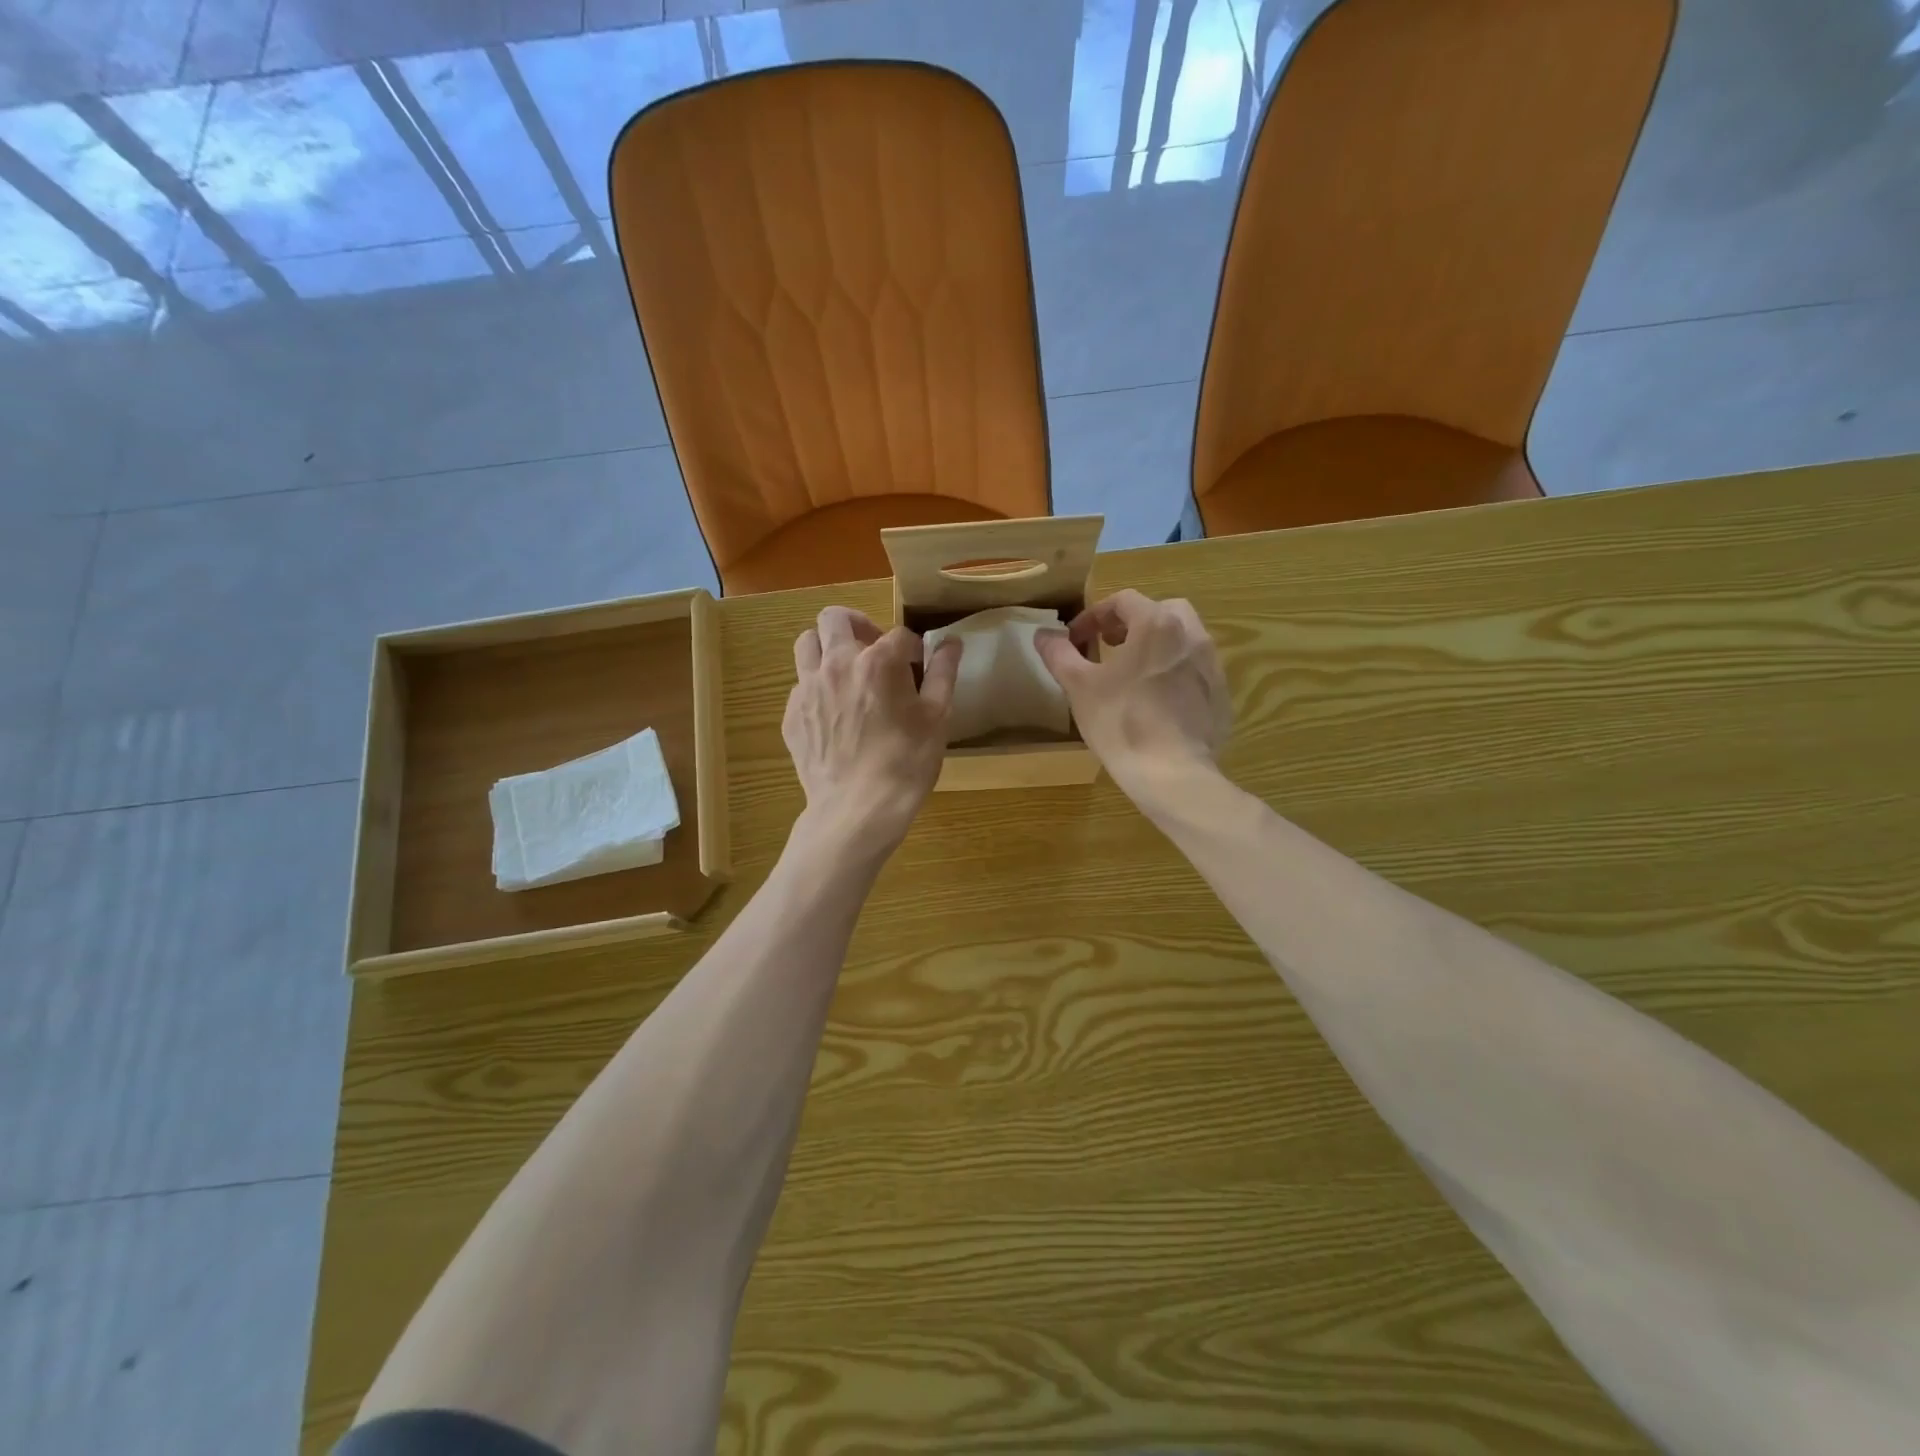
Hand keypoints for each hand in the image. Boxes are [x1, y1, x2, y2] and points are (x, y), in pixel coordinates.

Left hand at [783, 606, 960, 860]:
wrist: (857, 810)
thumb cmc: (906, 764)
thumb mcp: (937, 719)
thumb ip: (943, 674)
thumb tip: (951, 643)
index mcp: (878, 662)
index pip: (899, 634)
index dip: (913, 648)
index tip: (919, 667)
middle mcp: (837, 664)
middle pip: (835, 618)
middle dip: (858, 624)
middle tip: (873, 648)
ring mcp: (808, 688)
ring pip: (807, 643)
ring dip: (827, 647)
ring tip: (846, 671)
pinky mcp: (792, 714)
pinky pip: (800, 684)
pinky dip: (817, 686)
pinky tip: (834, 713)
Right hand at [1035, 590, 1231, 799]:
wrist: (1172, 774)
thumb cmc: (1121, 722)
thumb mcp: (1080, 687)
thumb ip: (1060, 654)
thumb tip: (1043, 635)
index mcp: (1157, 624)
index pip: (1124, 601)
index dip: (1095, 615)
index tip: (1077, 639)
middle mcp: (1192, 635)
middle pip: (1162, 611)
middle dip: (1133, 622)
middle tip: (1110, 646)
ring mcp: (1212, 665)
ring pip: (1184, 639)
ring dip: (1157, 645)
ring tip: (1134, 673)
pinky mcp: (1222, 695)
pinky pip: (1196, 670)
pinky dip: (1176, 672)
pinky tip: (1158, 701)